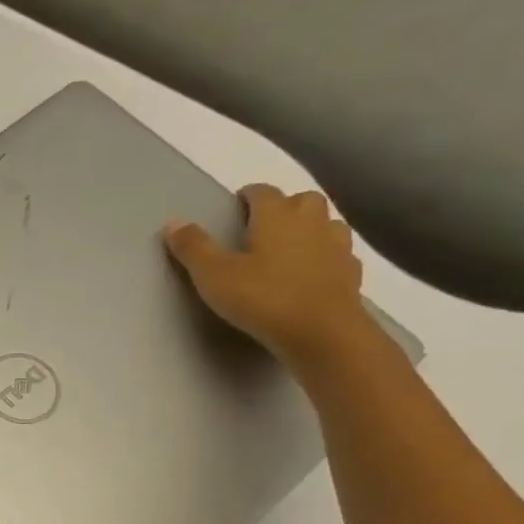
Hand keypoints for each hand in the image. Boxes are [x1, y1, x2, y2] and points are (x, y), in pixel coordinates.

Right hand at [162, 184, 367, 367]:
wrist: (321, 331)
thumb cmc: (262, 298)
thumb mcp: (214, 275)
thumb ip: (194, 248)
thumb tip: (172, 222)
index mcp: (277, 215)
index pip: (262, 192)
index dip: (248, 196)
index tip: (236, 206)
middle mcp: (311, 221)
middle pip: (301, 200)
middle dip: (284, 206)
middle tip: (264, 226)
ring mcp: (336, 245)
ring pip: (325, 223)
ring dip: (309, 227)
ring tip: (290, 246)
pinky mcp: (350, 271)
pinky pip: (338, 253)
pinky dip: (325, 255)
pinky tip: (313, 271)